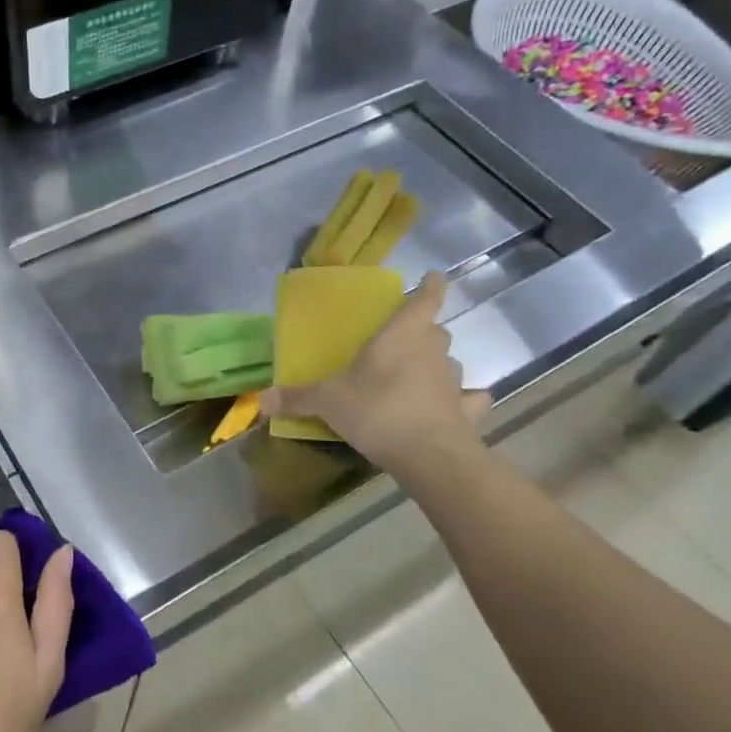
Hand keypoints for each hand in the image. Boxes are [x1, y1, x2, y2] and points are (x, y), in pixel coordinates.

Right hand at [262, 273, 490, 473]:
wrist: (429, 454)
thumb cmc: (377, 410)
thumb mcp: (328, 402)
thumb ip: (298, 397)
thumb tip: (261, 400)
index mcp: (402, 335)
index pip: (425, 298)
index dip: (431, 285)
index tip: (433, 276)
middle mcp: (433, 351)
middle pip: (436, 331)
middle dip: (423, 333)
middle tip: (403, 342)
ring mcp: (454, 380)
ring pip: (449, 364)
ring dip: (436, 367)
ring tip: (417, 380)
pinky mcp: (467, 411)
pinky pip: (469, 400)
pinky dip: (464, 402)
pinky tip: (455, 408)